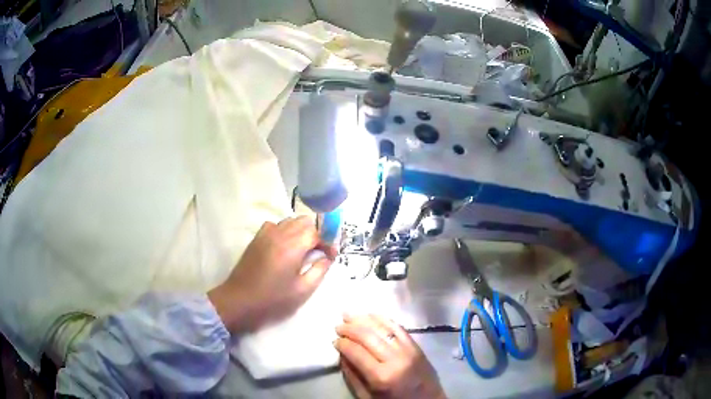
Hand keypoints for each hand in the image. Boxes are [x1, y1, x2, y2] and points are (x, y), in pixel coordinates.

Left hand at [208, 216, 336, 332]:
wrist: (239, 301)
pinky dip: (286, 230)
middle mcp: (280, 234)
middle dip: (317, 233)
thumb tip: (327, 257)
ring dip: (301, 231)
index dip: (328, 241)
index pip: (317, 232)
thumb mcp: (302, 290)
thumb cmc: (273, 300)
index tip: (332, 255)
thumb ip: (319, 270)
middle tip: (320, 252)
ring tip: (305, 249)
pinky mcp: (257, 238)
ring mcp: (266, 234)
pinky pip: (276, 225)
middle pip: (305, 221)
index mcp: (293, 246)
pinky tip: (286, 246)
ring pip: (290, 221)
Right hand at [335, 314, 445, 398]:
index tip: (334, 340)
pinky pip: (398, 328)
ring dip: (364, 319)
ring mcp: (408, 350)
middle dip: (350, 328)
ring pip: (383, 328)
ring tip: (349, 315)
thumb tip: (342, 354)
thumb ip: (353, 376)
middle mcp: (395, 359)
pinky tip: (371, 314)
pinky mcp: (417, 346)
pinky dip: (383, 319)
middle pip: (368, 336)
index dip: (342, 343)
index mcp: (381, 376)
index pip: (356, 352)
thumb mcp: (367, 396)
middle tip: (338, 326)